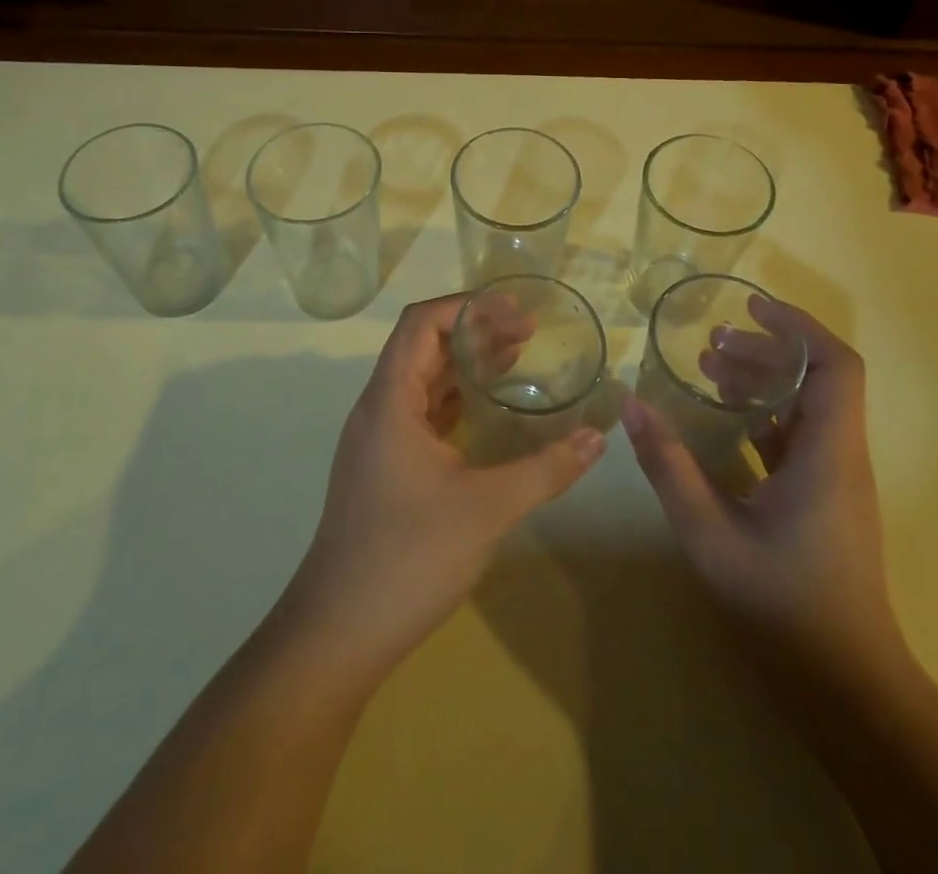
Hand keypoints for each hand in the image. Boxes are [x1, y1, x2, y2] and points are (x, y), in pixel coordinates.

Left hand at [285, 294, 606, 676]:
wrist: (339, 631)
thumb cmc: (407, 558)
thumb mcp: (486, 509)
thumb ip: (545, 469)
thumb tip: (598, 438)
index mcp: (390, 400)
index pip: (421, 324)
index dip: (467, 306)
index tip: (515, 311)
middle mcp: (378, 408)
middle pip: (423, 346)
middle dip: (474, 331)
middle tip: (528, 334)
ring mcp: (378, 439)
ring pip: (423, 380)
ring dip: (466, 365)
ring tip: (517, 360)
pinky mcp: (385, 466)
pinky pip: (422, 412)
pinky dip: (457, 400)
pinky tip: (490, 413)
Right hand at [622, 296, 899, 680]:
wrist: (846, 684)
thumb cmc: (782, 603)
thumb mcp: (710, 532)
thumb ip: (669, 465)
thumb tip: (630, 403)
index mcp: (828, 452)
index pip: (835, 365)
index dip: (798, 326)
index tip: (751, 305)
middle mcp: (840, 455)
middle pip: (816, 378)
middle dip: (764, 350)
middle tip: (710, 343)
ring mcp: (835, 479)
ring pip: (807, 406)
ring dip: (762, 380)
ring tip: (709, 369)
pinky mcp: (824, 499)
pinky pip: (798, 436)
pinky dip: (763, 414)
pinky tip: (722, 420)